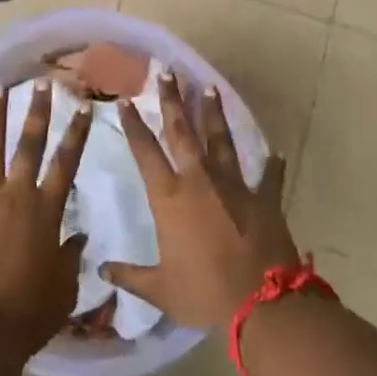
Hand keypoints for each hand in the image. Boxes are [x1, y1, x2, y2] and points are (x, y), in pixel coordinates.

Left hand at [0, 80, 90, 354]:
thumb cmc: (30, 314)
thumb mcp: (64, 287)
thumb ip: (72, 256)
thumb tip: (80, 234)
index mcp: (45, 211)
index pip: (65, 163)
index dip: (76, 134)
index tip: (83, 107)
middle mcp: (15, 197)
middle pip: (28, 146)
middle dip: (37, 112)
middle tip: (42, 84)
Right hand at [102, 72, 297, 329]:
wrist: (261, 303)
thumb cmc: (204, 293)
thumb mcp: (161, 289)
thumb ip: (131, 276)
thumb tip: (101, 271)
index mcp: (170, 197)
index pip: (145, 151)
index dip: (133, 125)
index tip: (125, 100)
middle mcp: (199, 180)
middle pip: (182, 130)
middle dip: (172, 99)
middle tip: (167, 71)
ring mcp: (234, 184)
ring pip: (220, 139)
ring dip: (214, 113)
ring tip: (209, 87)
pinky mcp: (263, 197)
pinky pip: (269, 176)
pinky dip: (272, 165)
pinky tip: (275, 152)